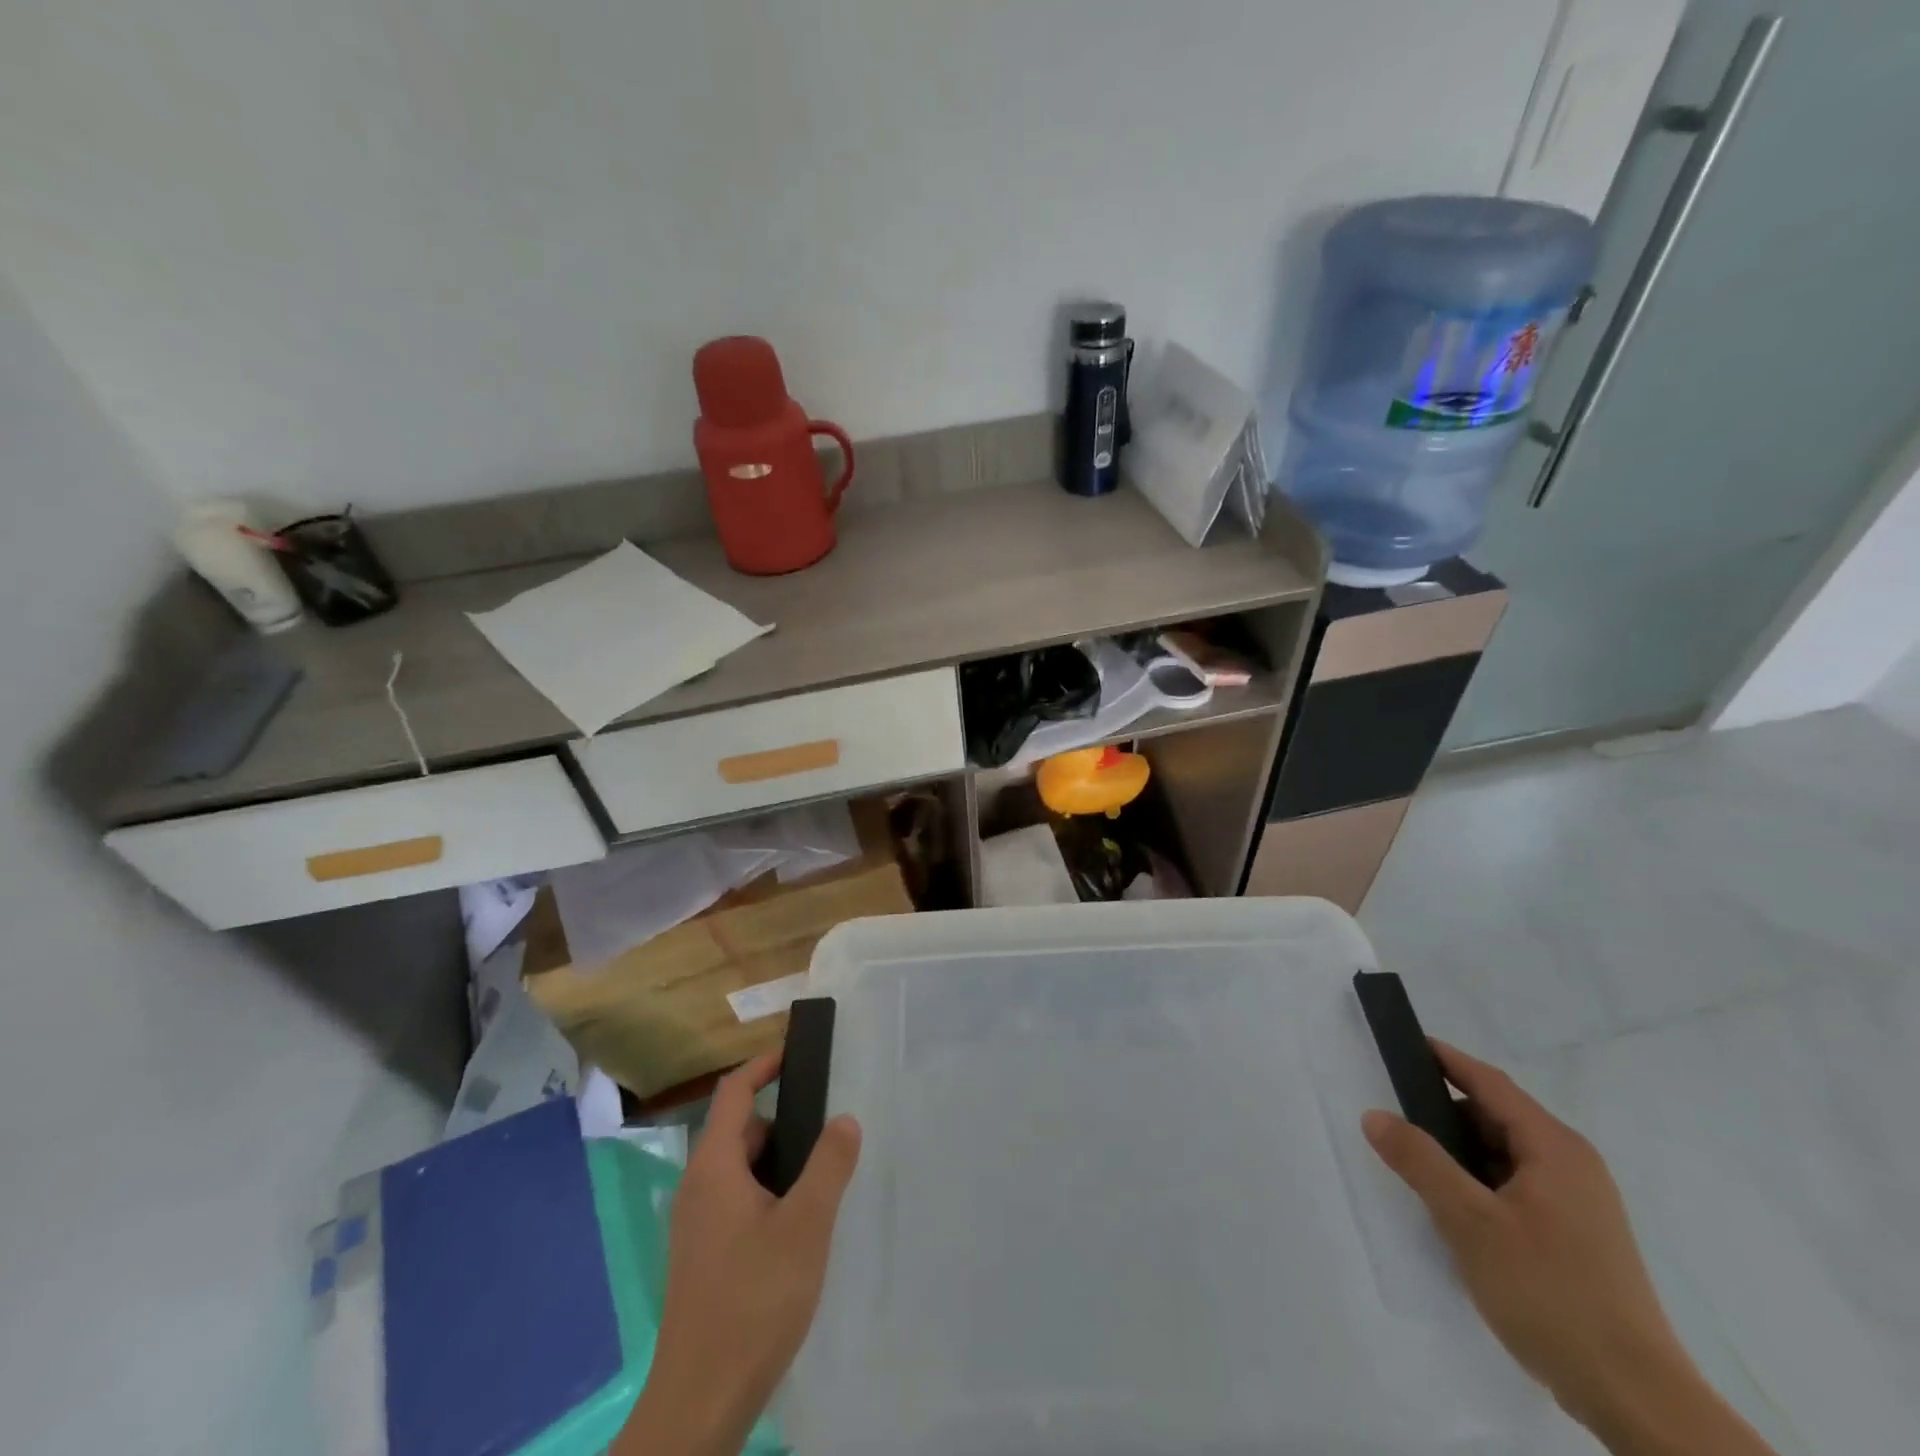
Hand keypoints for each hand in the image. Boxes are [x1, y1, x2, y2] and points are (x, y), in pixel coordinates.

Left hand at [616, 1055, 861, 1455]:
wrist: (700, 1403)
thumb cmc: (753, 1300)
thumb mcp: (805, 1226)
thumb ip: (828, 1165)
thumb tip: (844, 1118)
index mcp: (713, 1168)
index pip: (733, 1092)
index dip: (763, 1065)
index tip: (796, 1052)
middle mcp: (697, 1188)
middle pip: (739, 1131)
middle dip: (783, 1123)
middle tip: (827, 1132)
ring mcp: (696, 1225)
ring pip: (740, 1170)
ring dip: (778, 1164)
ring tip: (821, 1182)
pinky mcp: (702, 1256)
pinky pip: (736, 1201)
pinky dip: (768, 1194)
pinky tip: (798, 1229)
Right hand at [1361, 1041, 1690, 1431]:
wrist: (1635, 1399)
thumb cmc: (1550, 1292)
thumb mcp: (1470, 1222)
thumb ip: (1419, 1161)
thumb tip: (1375, 1114)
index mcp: (1554, 1148)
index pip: (1489, 1083)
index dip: (1444, 1059)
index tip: (1402, 1044)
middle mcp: (1572, 1166)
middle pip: (1496, 1117)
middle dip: (1444, 1112)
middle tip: (1393, 1114)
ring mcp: (1578, 1205)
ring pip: (1504, 1155)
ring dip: (1460, 1153)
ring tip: (1414, 1164)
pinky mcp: (1575, 1238)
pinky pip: (1515, 1187)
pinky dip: (1479, 1183)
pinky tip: (1453, 1209)